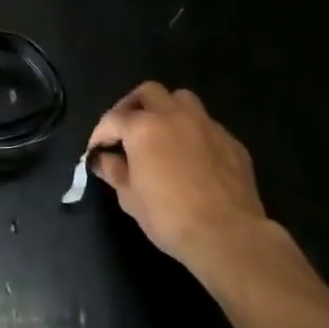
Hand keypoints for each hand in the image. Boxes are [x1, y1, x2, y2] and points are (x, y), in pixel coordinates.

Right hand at [86, 83, 264, 281]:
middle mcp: (174, 116)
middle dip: (133, 106)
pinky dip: (192, 131)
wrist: (228, 235)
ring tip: (160, 132)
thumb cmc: (169, 217)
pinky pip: (206, 124)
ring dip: (166, 109)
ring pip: (182, 99)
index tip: (97, 149)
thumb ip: (114, 171)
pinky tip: (191, 155)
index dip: (100, 133)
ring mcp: (206, 125)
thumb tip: (103, 159)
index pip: (113, 118)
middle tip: (127, 128)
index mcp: (143, 127)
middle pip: (149, 92)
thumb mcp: (130, 198)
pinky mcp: (231, 141)